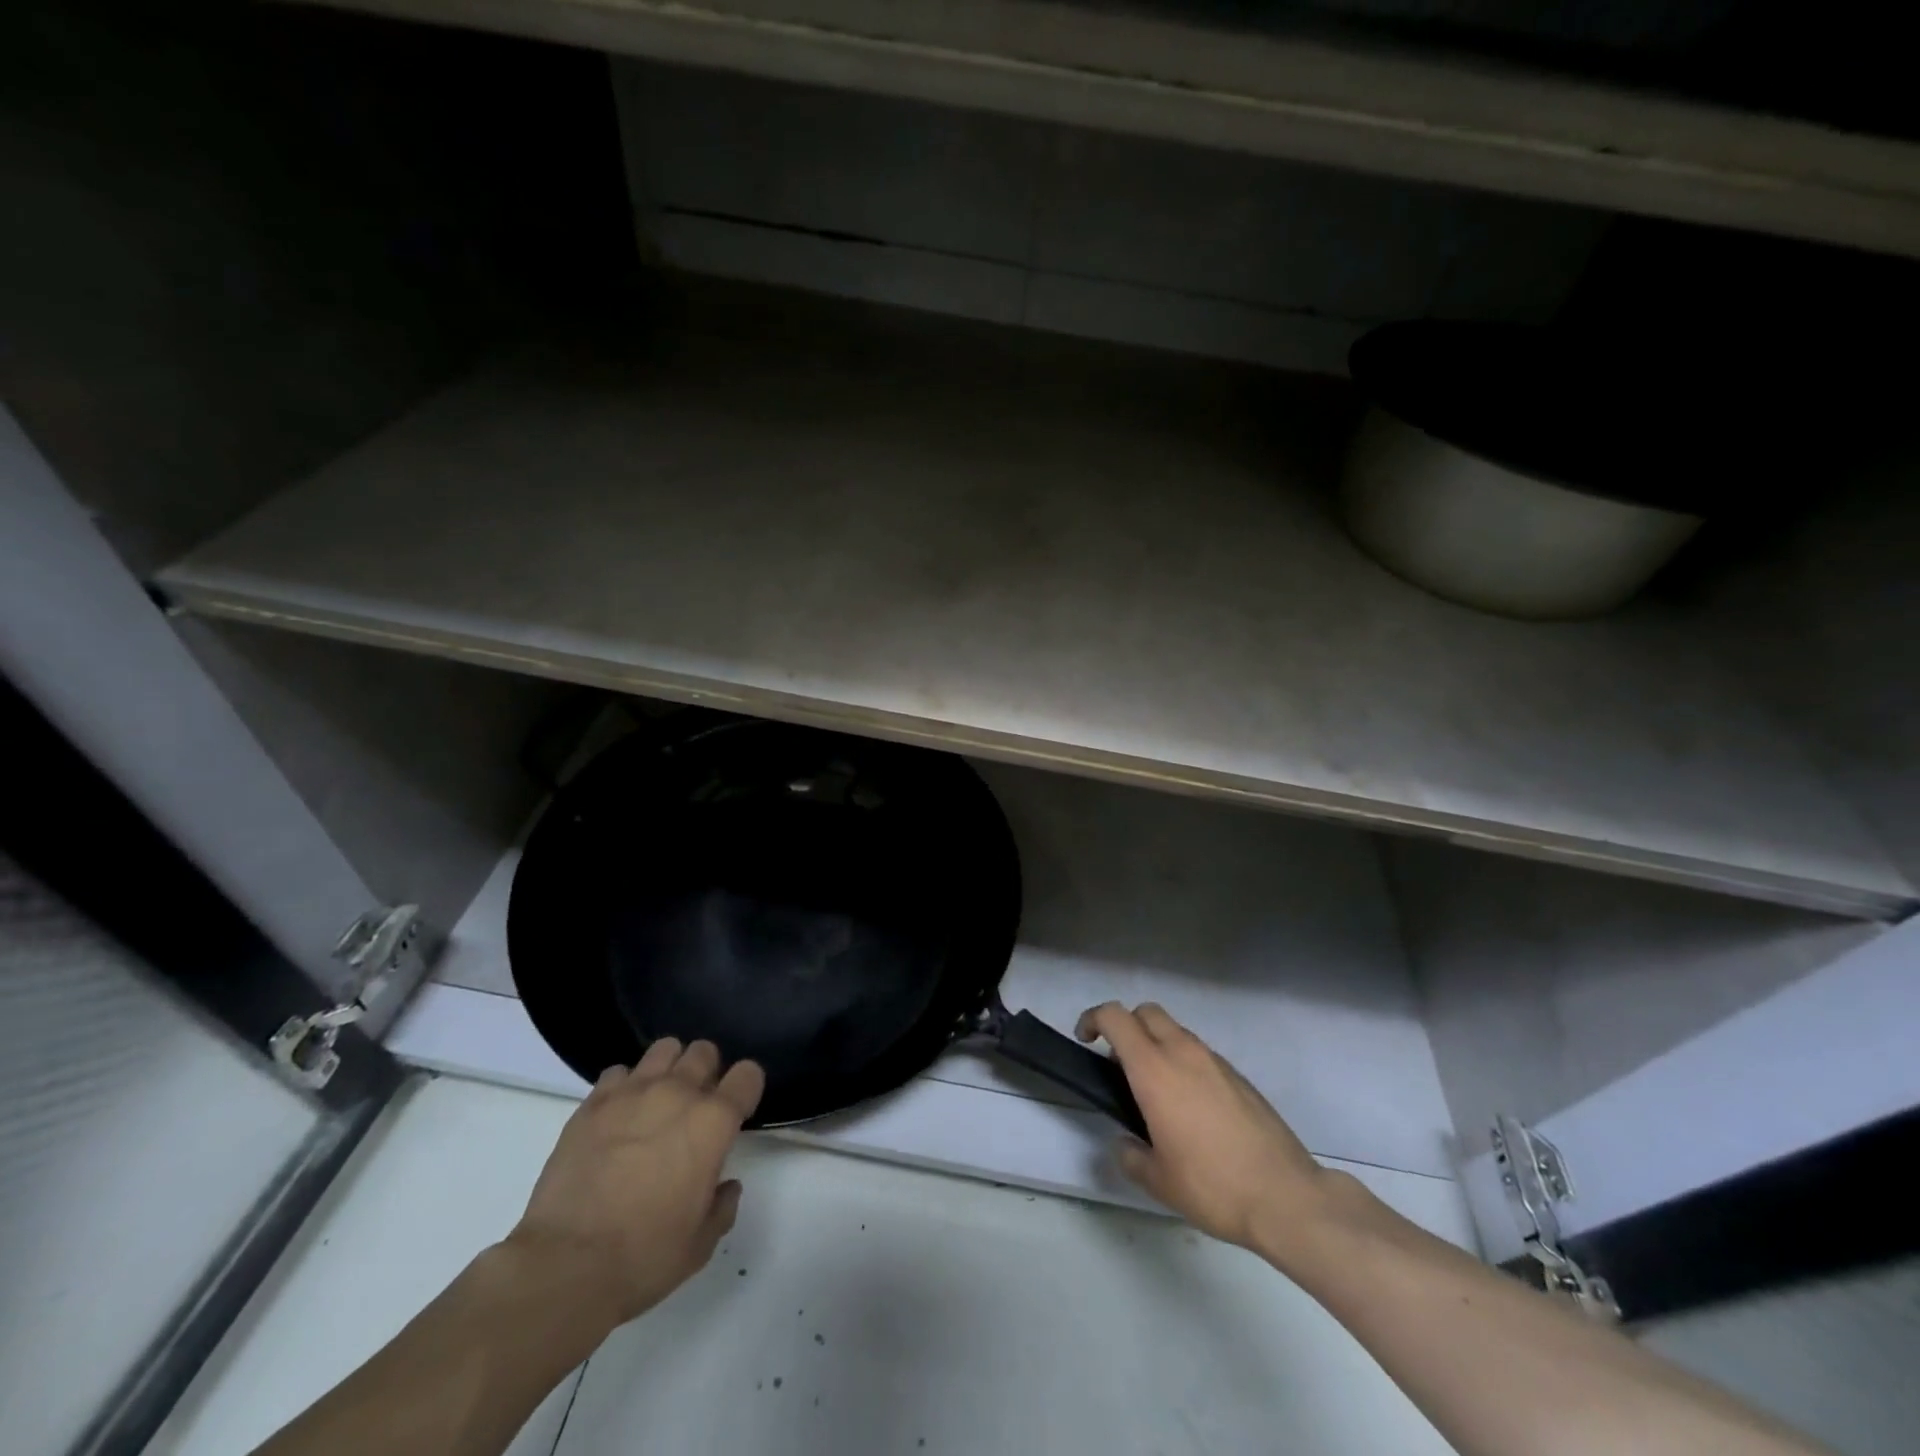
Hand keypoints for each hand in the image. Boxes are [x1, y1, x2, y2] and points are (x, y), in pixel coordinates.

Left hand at [503, 1038, 764, 1330]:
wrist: (565, 1266)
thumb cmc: (644, 1257)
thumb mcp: (700, 1243)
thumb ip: (722, 1205)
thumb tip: (724, 1186)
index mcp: (714, 1121)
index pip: (748, 1074)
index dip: (745, 1090)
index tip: (736, 1113)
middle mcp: (678, 1093)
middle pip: (705, 1051)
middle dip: (706, 1072)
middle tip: (694, 1108)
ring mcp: (632, 1092)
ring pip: (664, 1049)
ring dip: (669, 1068)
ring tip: (658, 1101)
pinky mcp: (593, 1103)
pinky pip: (618, 1072)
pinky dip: (624, 1087)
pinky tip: (618, 1117)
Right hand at [1076, 1002, 1362, 1262]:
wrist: (1286, 1197)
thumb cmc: (1212, 1185)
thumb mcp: (1158, 1180)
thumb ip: (1131, 1154)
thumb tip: (1126, 1143)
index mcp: (1154, 1070)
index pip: (1115, 1017)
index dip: (1093, 1019)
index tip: (1084, 1040)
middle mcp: (1183, 1053)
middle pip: (1146, 1012)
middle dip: (1126, 1027)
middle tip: (1119, 1064)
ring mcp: (1215, 1061)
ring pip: (1176, 1031)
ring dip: (1157, 1044)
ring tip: (1156, 1091)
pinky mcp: (1239, 1076)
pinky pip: (1200, 1053)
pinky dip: (1185, 1062)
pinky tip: (1192, 1107)